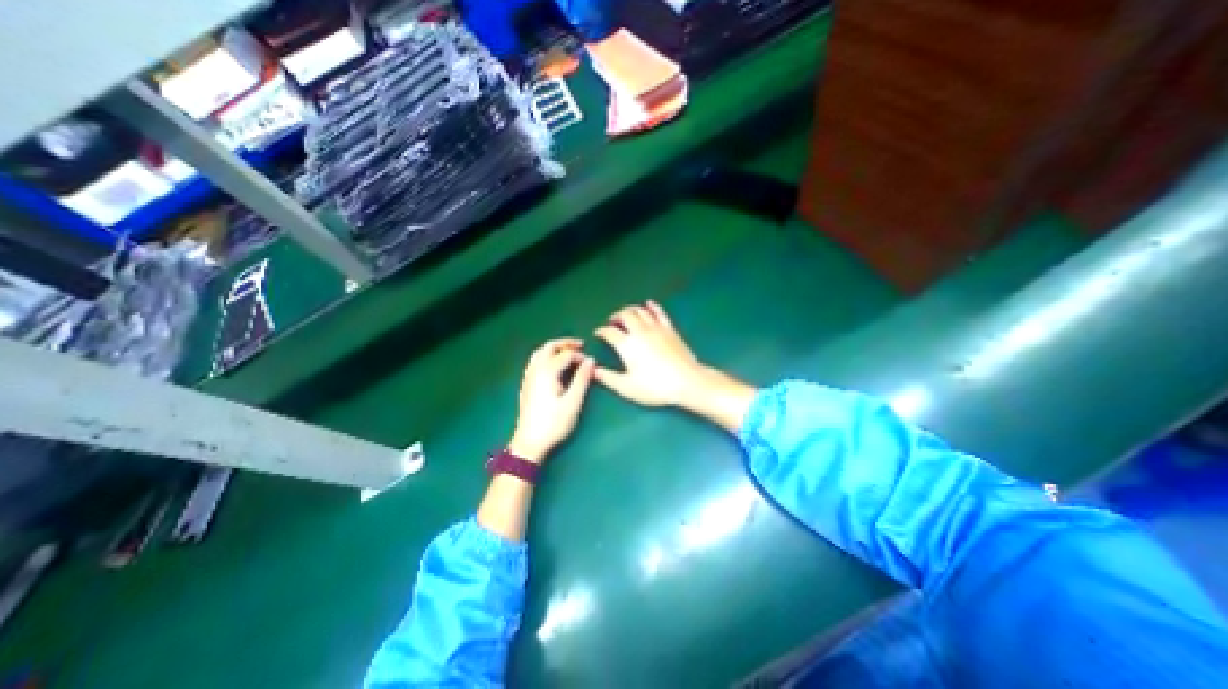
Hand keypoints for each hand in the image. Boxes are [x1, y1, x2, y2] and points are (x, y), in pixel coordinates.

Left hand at [511, 340, 597, 462]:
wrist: (529, 443)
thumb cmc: (554, 423)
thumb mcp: (573, 402)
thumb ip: (582, 379)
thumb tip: (591, 360)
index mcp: (547, 372)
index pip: (565, 354)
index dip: (580, 356)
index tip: (590, 365)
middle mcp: (535, 370)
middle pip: (549, 347)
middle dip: (565, 344)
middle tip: (580, 345)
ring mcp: (528, 377)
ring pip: (539, 353)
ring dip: (554, 349)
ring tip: (568, 353)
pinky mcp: (526, 385)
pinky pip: (535, 361)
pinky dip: (546, 356)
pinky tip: (553, 366)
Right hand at [596, 300, 710, 405]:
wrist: (686, 382)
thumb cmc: (655, 387)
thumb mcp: (627, 387)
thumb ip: (608, 378)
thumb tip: (593, 370)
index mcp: (627, 345)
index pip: (610, 332)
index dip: (602, 331)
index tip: (598, 333)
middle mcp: (640, 331)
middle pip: (625, 315)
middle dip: (616, 316)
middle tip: (612, 321)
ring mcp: (656, 328)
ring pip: (640, 311)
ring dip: (630, 310)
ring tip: (626, 314)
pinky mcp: (669, 329)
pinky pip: (659, 312)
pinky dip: (652, 306)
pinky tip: (649, 304)